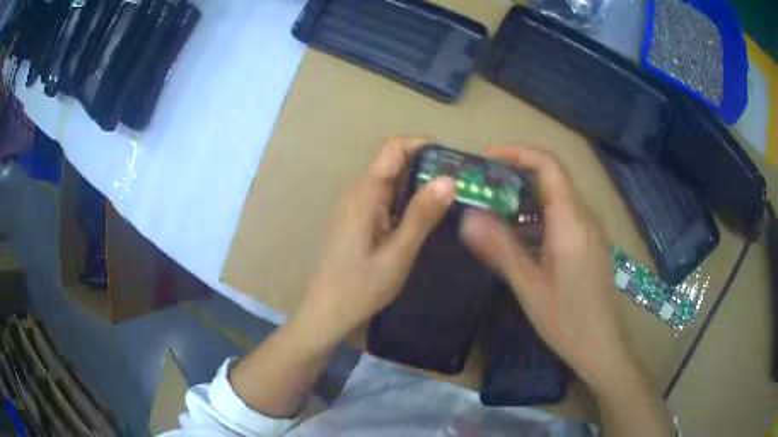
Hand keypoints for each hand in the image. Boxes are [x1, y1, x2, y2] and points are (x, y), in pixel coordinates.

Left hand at [296, 136, 456, 346]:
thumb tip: (449, 179)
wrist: (326, 311)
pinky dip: (406, 199)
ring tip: (450, 197)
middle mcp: (358, 191)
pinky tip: (424, 216)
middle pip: (393, 162)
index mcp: (365, 193)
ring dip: (418, 184)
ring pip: (390, 180)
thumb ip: (422, 215)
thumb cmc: (360, 287)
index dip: (423, 144)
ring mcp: (356, 205)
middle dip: (426, 165)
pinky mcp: (357, 218)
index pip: (393, 148)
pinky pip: (385, 197)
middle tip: (461, 182)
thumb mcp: (398, 253)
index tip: (454, 158)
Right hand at [459, 145, 625, 387]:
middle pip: (552, 177)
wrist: (601, 346)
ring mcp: (590, 230)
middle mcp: (584, 216)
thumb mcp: (529, 286)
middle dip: (516, 174)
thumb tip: (467, 218)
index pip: (547, 165)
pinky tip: (520, 238)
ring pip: (557, 197)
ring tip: (495, 211)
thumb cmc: (566, 319)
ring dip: (526, 197)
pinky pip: (563, 216)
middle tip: (483, 187)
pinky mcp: (589, 243)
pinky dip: (538, 216)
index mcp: (571, 220)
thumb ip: (499, 248)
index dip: (516, 153)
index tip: (486, 160)